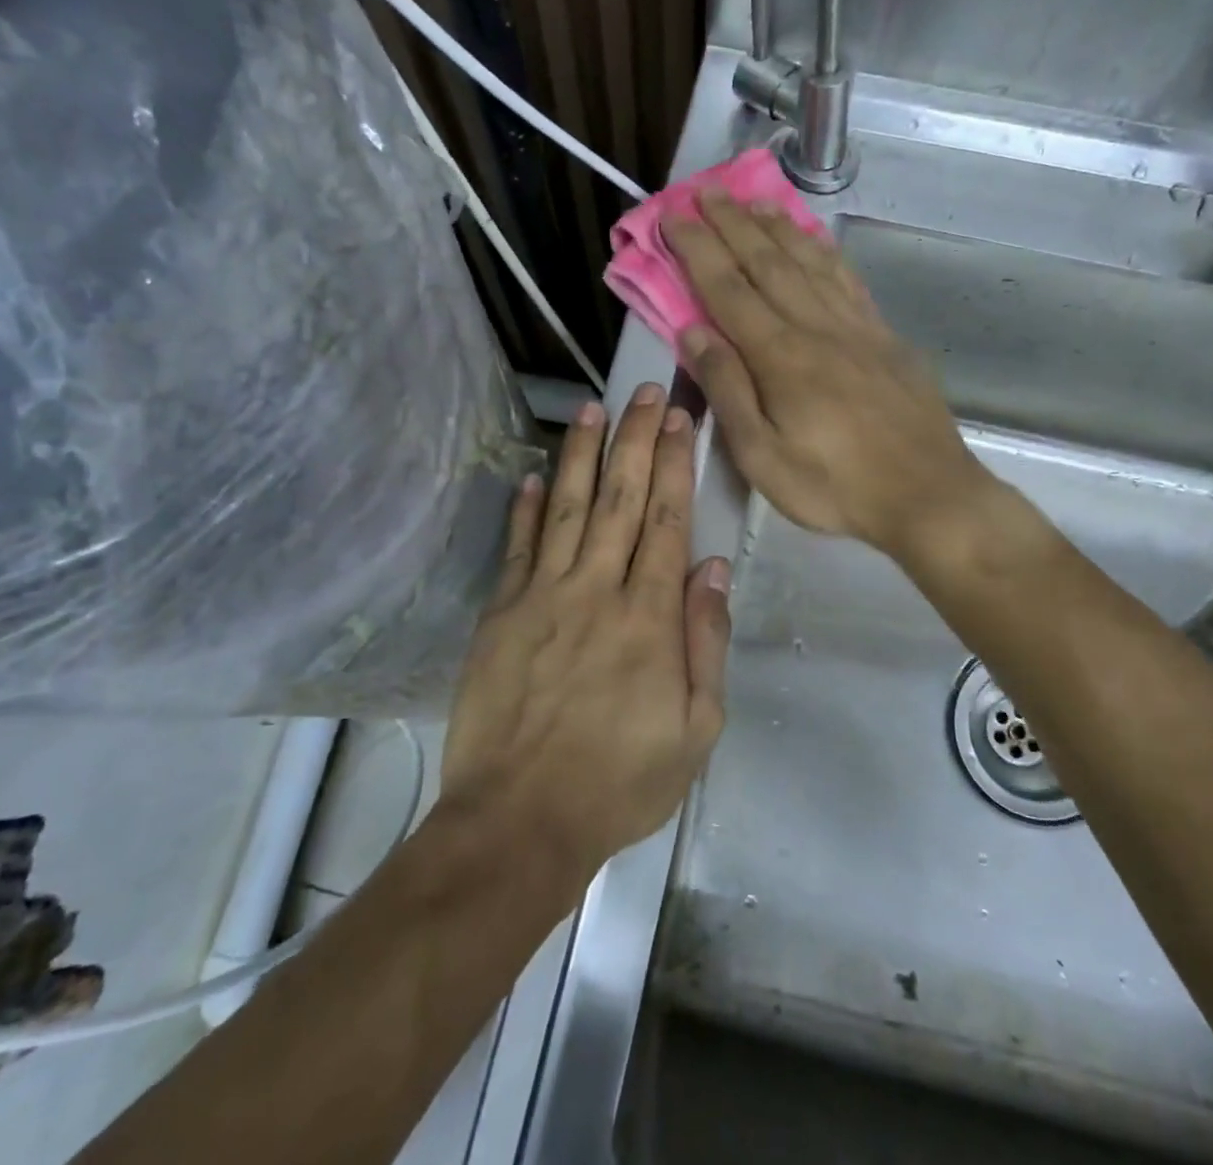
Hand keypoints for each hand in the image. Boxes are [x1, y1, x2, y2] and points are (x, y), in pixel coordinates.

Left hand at [440, 384, 730, 884]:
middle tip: (644, 391)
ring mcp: (542, 597)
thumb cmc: (620, 781)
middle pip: (621, 500)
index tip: (680, 418)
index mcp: (649, 617)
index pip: (667, 521)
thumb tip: (712, 568)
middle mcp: (596, 591)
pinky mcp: (500, 614)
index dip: (675, 464)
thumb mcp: (696, 729)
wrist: (520, 821)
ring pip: (567, 509)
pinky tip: (532, 476)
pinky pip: (517, 549)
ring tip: (591, 410)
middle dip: (636, 440)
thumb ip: (706, 641)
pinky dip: (525, 509)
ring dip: (581, 456)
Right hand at [663, 194, 990, 559]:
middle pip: (767, 263)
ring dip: (775, 227)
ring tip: (751, 201)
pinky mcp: (884, 336)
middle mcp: (816, 328)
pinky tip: (813, 239)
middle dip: (731, 223)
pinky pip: (847, 280)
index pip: (728, 290)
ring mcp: (856, 327)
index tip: (674, 214)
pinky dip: (824, 252)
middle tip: (703, 190)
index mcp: (781, 357)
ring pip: (808, 262)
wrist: (928, 494)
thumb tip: (693, 332)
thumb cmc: (835, 486)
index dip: (697, 249)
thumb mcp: (763, 457)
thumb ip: (728, 391)